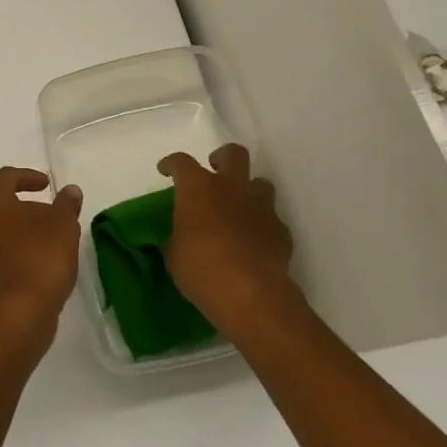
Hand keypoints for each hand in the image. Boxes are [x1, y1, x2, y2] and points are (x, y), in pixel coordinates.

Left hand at [0, 167, 82, 339]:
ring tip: (44, 237)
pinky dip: (14, 251)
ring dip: (17, 229)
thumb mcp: (64, 224)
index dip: (27, 176)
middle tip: (46, 211)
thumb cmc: (41, 257)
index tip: (47, 185)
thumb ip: (66, 204)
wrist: (20, 314)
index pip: (4, 177)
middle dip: (22, 204)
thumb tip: (70, 190)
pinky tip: (37, 261)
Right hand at [159, 144, 297, 335]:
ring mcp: (261, 206)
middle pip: (233, 153)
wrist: (250, 293)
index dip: (172, 164)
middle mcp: (232, 187)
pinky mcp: (280, 229)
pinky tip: (255, 242)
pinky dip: (262, 225)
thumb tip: (181, 236)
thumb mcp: (174, 254)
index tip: (166, 170)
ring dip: (249, 191)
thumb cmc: (201, 269)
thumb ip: (178, 236)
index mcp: (198, 187)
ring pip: (260, 182)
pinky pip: (272, 218)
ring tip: (239, 208)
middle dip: (223, 158)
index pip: (181, 162)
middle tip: (215, 173)